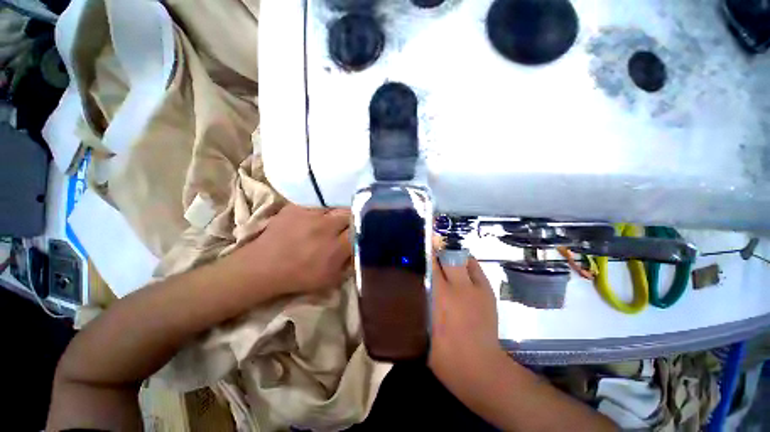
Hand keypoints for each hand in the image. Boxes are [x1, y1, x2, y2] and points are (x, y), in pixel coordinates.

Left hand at [233, 204, 352, 294]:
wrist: (263, 266)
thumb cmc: (299, 276)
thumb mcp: (331, 279)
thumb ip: (349, 264)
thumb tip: (359, 249)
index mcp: (336, 246)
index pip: (359, 230)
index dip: (362, 229)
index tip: (361, 231)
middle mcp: (326, 226)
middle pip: (349, 213)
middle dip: (352, 219)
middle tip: (348, 225)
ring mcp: (311, 214)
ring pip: (335, 206)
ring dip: (338, 213)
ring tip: (333, 220)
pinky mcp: (297, 206)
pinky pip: (318, 203)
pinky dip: (322, 210)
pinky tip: (318, 217)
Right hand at [429, 254, 503, 394]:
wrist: (479, 367)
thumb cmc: (443, 353)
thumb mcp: (422, 329)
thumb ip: (416, 305)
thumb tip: (410, 287)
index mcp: (437, 297)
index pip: (428, 266)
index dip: (424, 254)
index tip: (417, 248)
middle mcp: (454, 288)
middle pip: (444, 259)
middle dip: (436, 252)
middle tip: (429, 251)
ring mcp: (473, 288)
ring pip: (460, 260)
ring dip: (451, 256)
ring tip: (444, 255)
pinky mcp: (486, 291)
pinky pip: (475, 267)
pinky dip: (467, 262)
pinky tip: (461, 263)